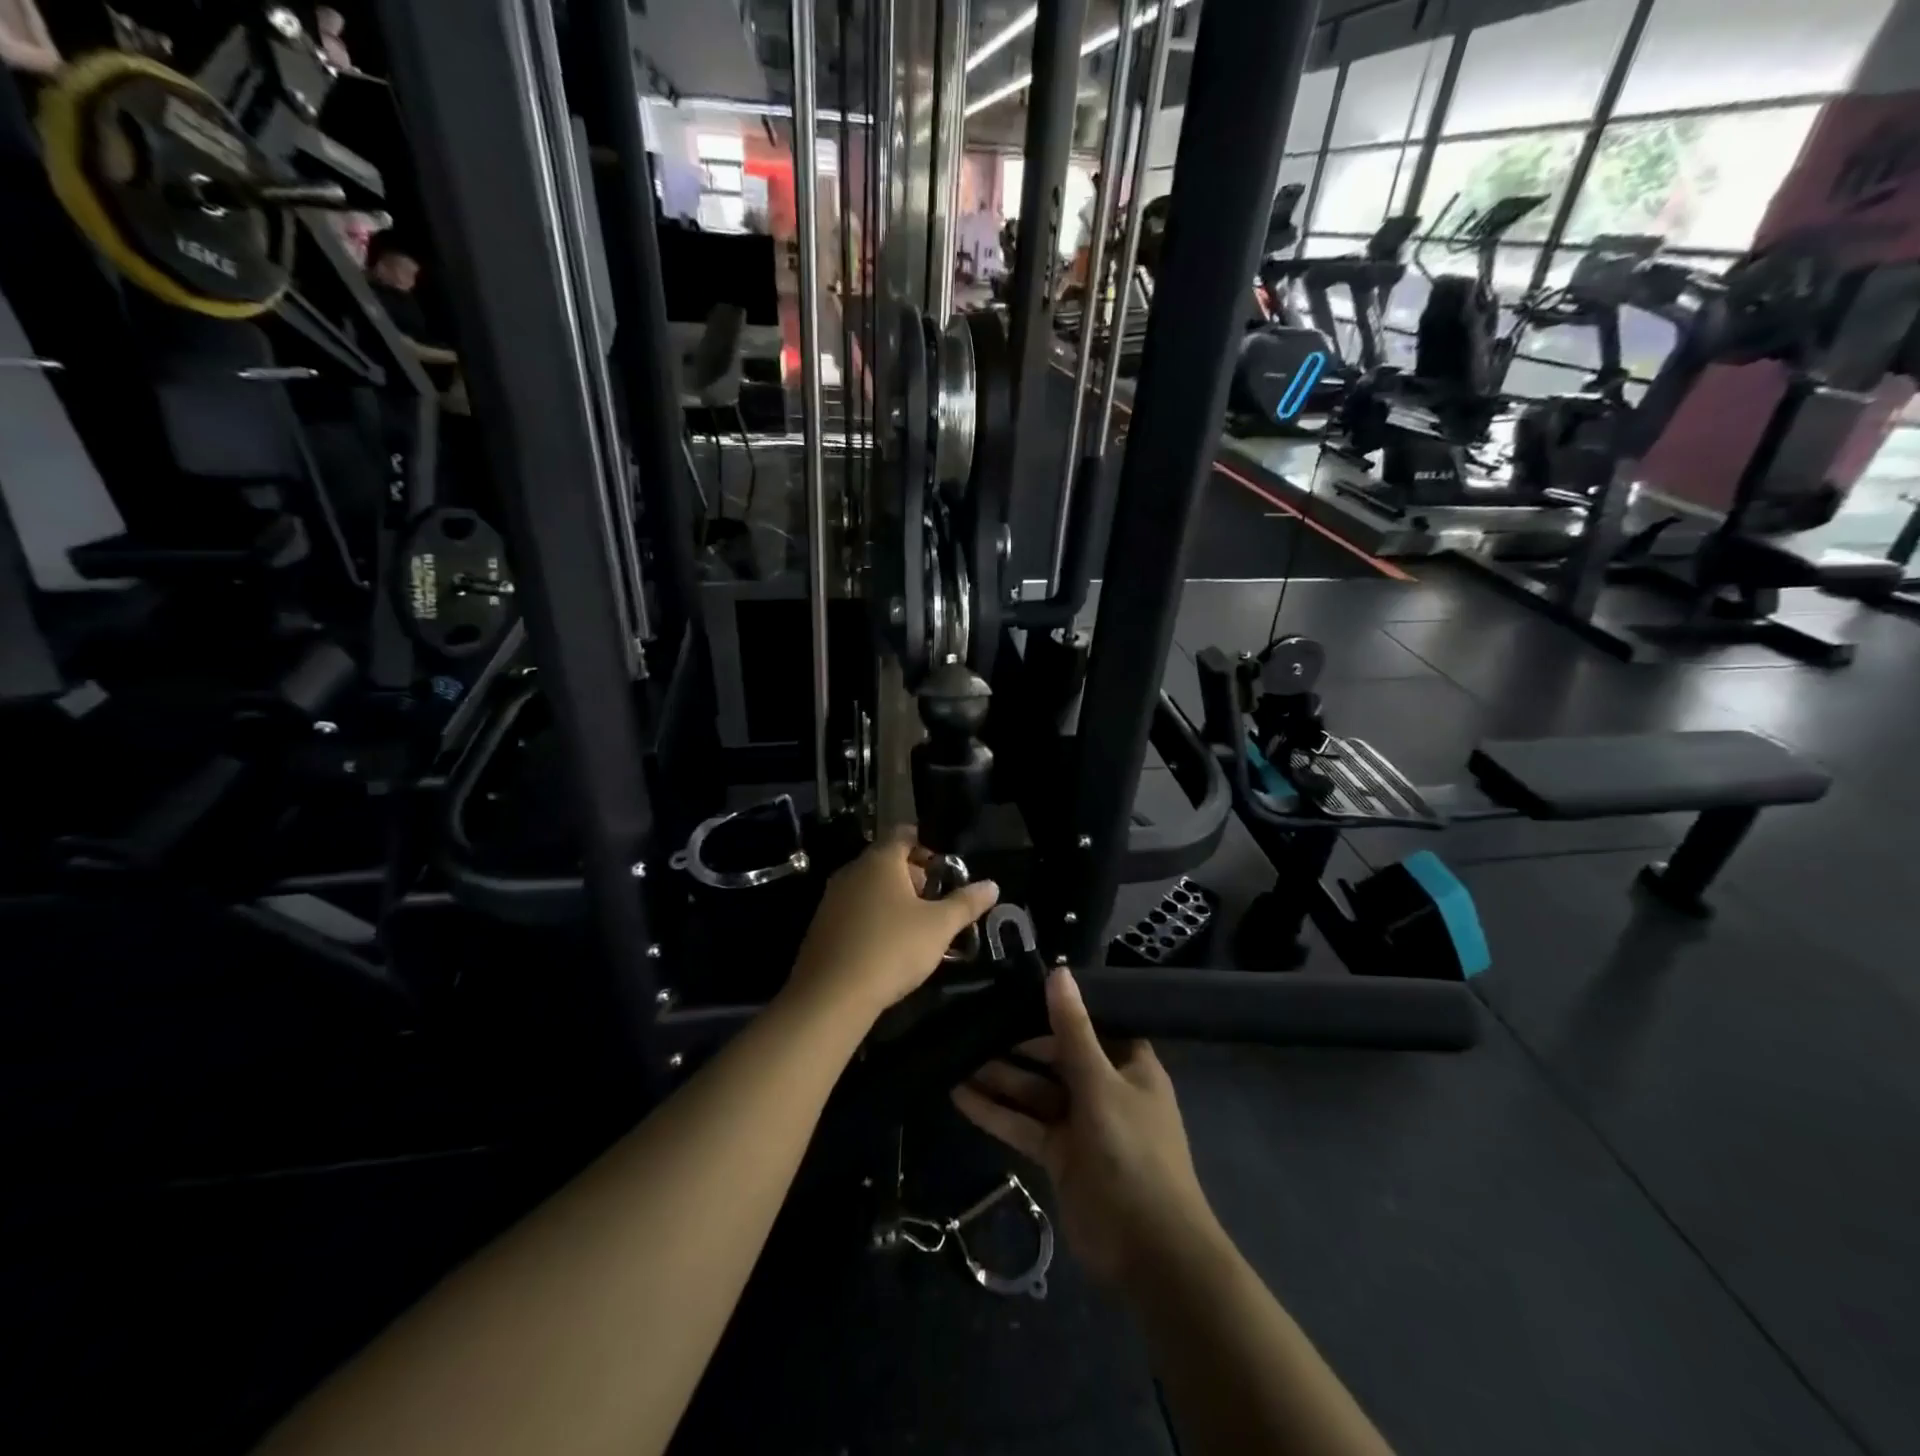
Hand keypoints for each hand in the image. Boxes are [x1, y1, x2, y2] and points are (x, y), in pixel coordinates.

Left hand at [787, 832, 998, 1022]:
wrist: (831, 996)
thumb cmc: (891, 949)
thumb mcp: (939, 927)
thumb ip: (966, 903)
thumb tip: (992, 885)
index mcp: (880, 860)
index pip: (904, 833)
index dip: (927, 845)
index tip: (945, 868)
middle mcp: (852, 870)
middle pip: (887, 860)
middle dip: (913, 876)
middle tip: (936, 901)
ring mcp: (832, 898)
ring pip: (869, 886)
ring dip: (893, 899)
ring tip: (916, 927)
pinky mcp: (821, 925)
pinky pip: (854, 909)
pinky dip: (873, 917)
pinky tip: (886, 946)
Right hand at [952, 968, 1216, 1289]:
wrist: (1148, 1251)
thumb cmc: (1132, 1152)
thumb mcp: (1100, 1083)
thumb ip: (1073, 1030)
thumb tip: (1058, 971)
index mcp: (1128, 1064)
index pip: (1089, 1023)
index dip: (1056, 1007)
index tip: (1016, 987)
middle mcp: (1104, 1087)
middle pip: (1055, 1055)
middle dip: (1017, 1044)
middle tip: (973, 1021)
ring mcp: (1080, 1123)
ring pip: (1034, 1091)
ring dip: (1000, 1077)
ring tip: (956, 1057)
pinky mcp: (1059, 1155)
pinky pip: (1024, 1124)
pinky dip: (996, 1112)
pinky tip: (960, 1095)